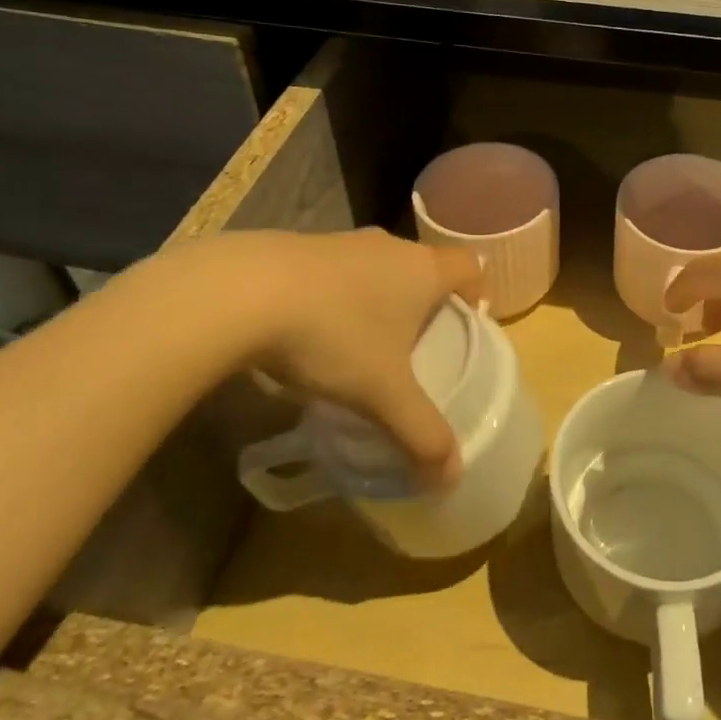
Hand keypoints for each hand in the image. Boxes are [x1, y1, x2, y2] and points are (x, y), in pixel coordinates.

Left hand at [197, 229, 481, 486]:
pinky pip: (337, 269)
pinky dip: (338, 294)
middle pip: (424, 266)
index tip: (469, 322)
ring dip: (380, 297)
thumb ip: (421, 433)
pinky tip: (313, 331)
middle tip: (417, 344)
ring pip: (379, 266)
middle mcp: (390, 246)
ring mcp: (343, 242)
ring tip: (364, 342)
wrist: (243, 292)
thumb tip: (452, 477)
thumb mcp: (382, 394)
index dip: (478, 290)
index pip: (470, 265)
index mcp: (423, 270)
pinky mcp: (301, 245)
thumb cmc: (334, 336)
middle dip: (426, 301)